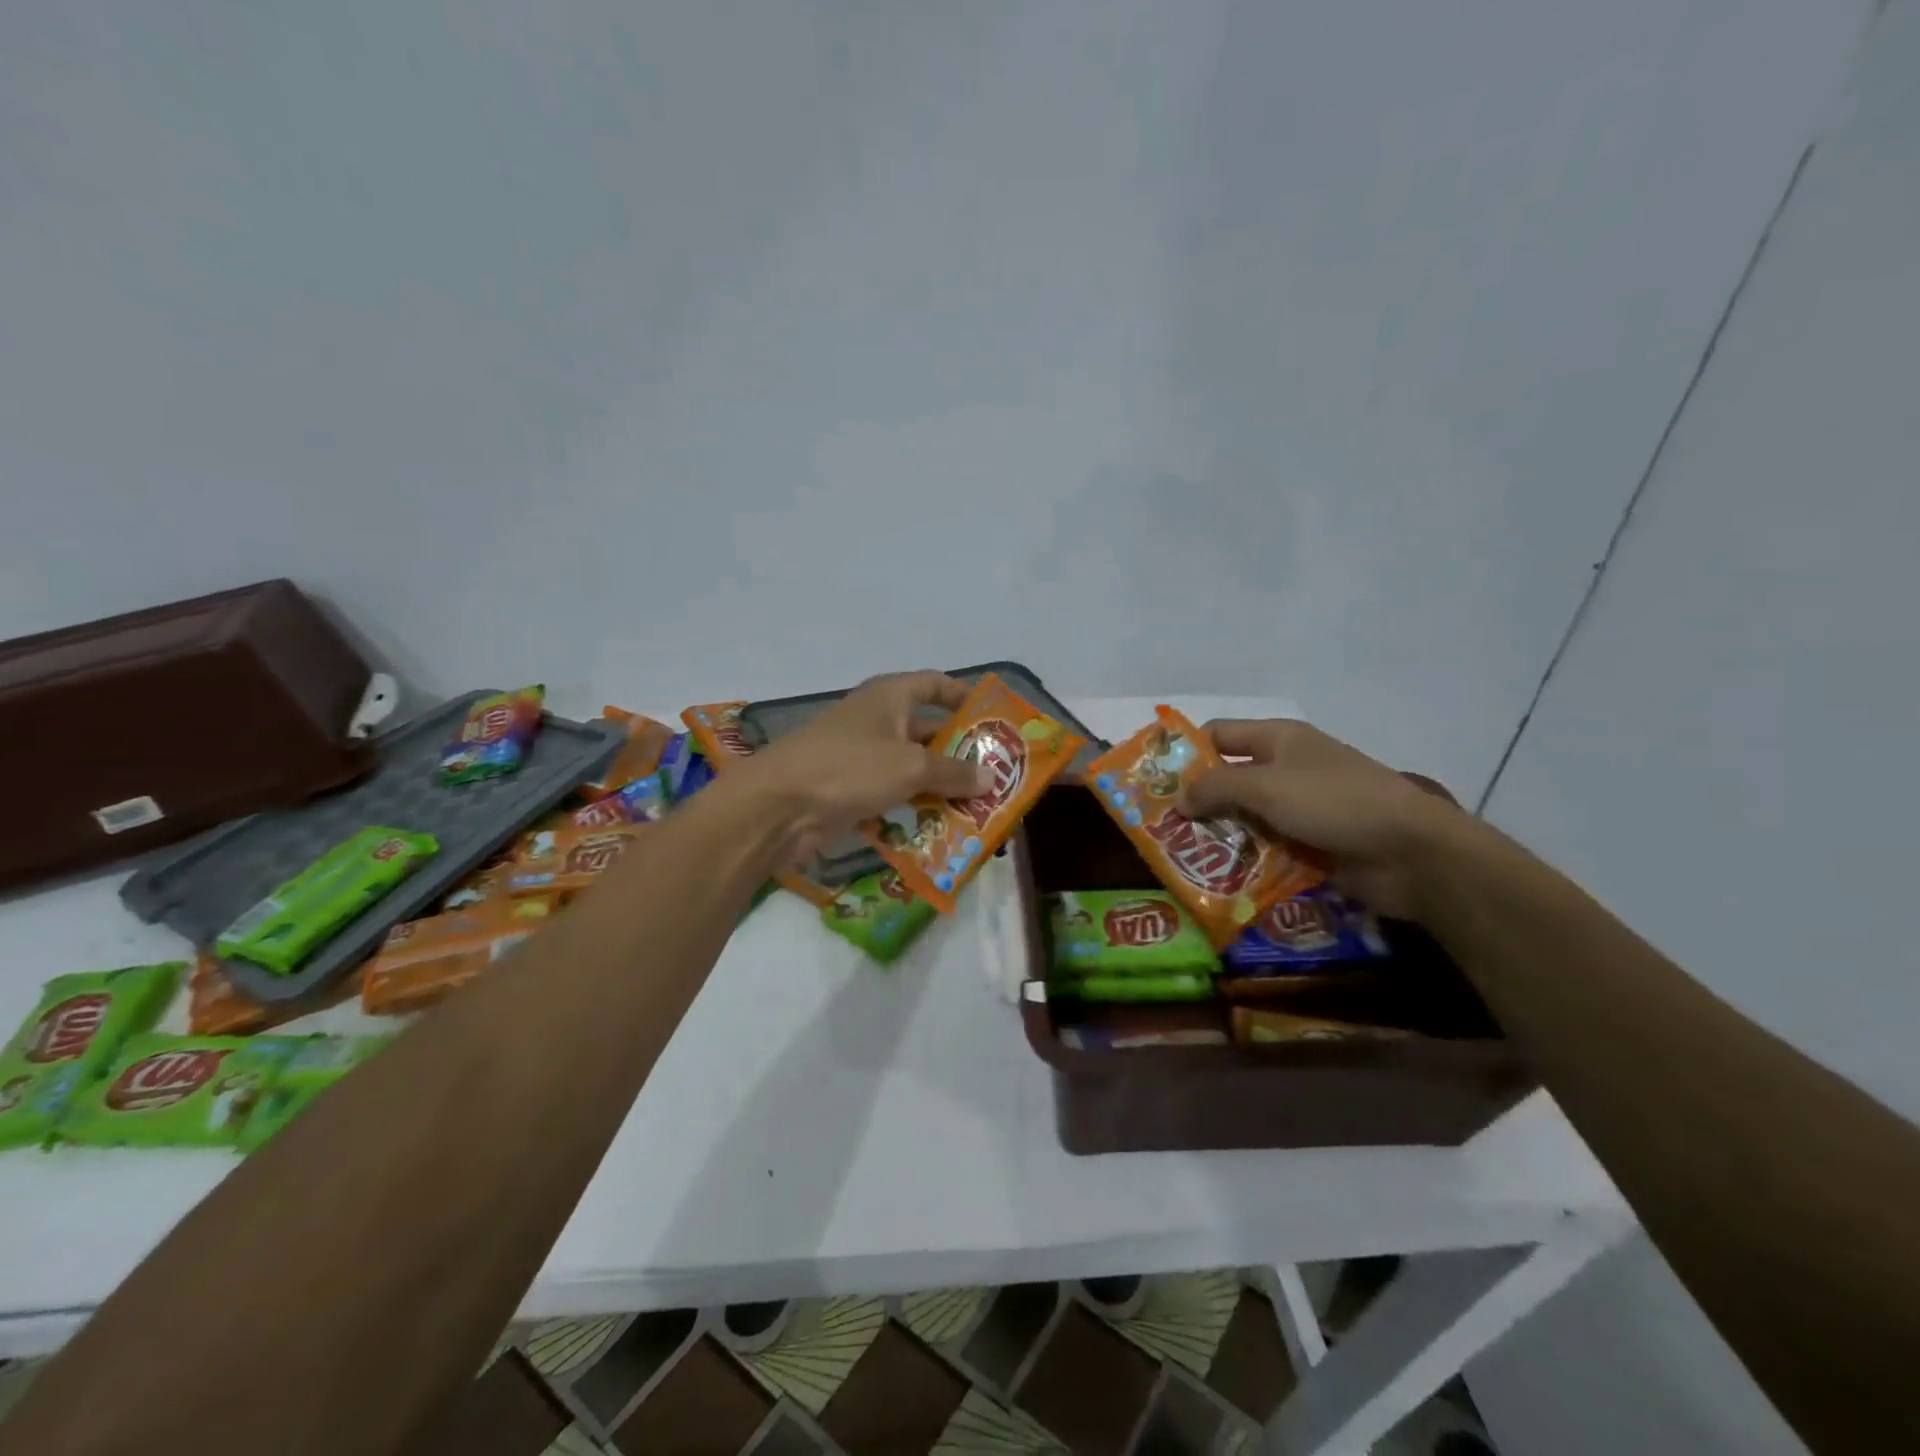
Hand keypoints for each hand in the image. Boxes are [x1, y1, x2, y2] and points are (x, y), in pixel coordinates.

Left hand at [745, 672, 992, 860]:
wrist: (779, 806)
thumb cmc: (850, 767)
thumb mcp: (910, 766)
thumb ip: (953, 772)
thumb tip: (990, 778)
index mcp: (889, 697)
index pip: (933, 683)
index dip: (962, 695)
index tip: (992, 715)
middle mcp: (876, 720)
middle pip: (927, 730)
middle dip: (959, 751)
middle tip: (997, 773)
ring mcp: (861, 757)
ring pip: (911, 767)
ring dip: (940, 785)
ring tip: (980, 805)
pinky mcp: (850, 790)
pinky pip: (893, 794)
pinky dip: (914, 807)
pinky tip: (942, 827)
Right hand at [1181, 720, 1467, 918]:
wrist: (1410, 853)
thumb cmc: (1334, 802)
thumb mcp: (1266, 787)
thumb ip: (1215, 788)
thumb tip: (1176, 799)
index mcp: (1278, 739)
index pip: (1218, 735)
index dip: (1186, 752)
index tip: (1153, 780)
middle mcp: (1286, 768)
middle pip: (1228, 779)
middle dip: (1196, 801)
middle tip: (1158, 827)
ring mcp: (1300, 808)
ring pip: (1245, 817)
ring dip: (1219, 835)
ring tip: (1180, 858)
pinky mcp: (1311, 844)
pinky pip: (1266, 847)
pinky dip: (1245, 859)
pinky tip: (1217, 878)